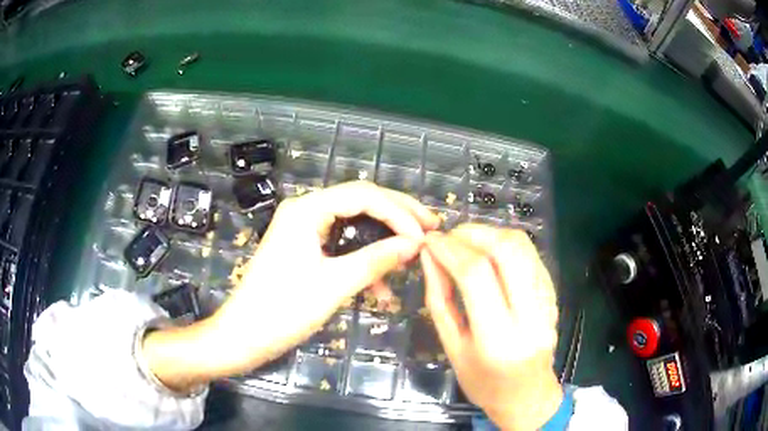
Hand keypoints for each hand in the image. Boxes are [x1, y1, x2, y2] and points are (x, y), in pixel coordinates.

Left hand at [143, 181, 438, 391]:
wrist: (243, 335)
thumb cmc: (283, 310)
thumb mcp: (334, 285)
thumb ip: (375, 260)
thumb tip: (414, 244)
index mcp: (307, 210)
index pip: (364, 196)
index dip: (399, 213)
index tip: (424, 236)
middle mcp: (306, 211)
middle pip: (361, 203)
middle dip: (397, 217)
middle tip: (430, 229)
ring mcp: (304, 229)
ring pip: (355, 225)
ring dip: (383, 242)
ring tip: (411, 258)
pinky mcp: (305, 249)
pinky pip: (342, 246)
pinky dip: (363, 262)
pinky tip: (381, 291)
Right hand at [421, 224, 560, 430]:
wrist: (527, 396)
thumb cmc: (483, 382)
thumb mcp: (451, 347)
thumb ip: (439, 299)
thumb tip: (430, 256)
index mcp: (498, 339)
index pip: (477, 275)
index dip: (450, 250)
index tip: (430, 241)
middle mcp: (531, 317)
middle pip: (508, 250)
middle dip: (474, 233)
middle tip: (450, 237)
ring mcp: (548, 303)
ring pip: (524, 247)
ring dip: (491, 234)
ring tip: (466, 242)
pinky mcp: (554, 295)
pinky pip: (531, 256)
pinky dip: (505, 246)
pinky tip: (488, 255)